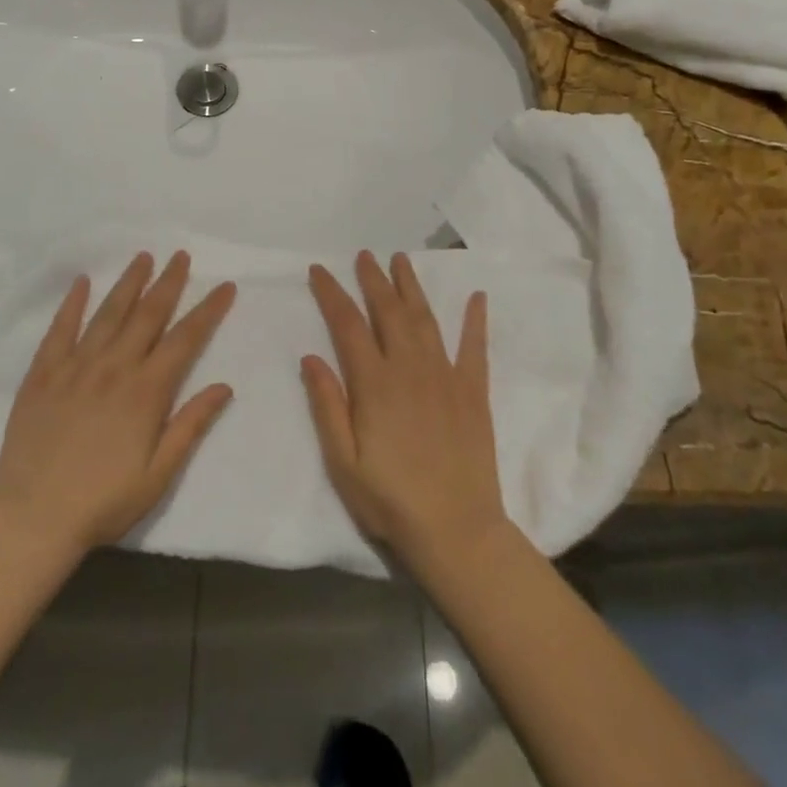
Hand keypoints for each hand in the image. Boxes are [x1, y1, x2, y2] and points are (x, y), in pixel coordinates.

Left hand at [0, 252, 235, 554]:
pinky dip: (72, 303)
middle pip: (148, 314)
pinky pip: (60, 329)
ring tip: (143, 257)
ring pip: (108, 313)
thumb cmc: (102, 502)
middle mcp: (114, 367)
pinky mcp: (43, 373)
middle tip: (181, 256)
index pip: (185, 338)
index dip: (208, 310)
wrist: (32, 519)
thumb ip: (190, 425)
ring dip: (128, 283)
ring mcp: (76, 366)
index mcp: (146, 391)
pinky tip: (81, 282)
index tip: (225, 285)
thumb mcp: (158, 475)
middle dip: (168, 282)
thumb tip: (224, 386)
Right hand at [301, 252, 509, 569]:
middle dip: (373, 279)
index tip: (319, 270)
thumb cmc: (390, 501)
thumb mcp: (343, 462)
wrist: (457, 532)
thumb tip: (310, 356)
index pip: (347, 325)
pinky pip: (474, 347)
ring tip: (401, 260)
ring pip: (425, 319)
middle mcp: (409, 368)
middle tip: (364, 254)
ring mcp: (445, 376)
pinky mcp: (472, 392)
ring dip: (411, 286)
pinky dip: (475, 320)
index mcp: (374, 383)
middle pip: (388, 311)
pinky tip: (477, 297)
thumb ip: (327, 405)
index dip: (332, 294)